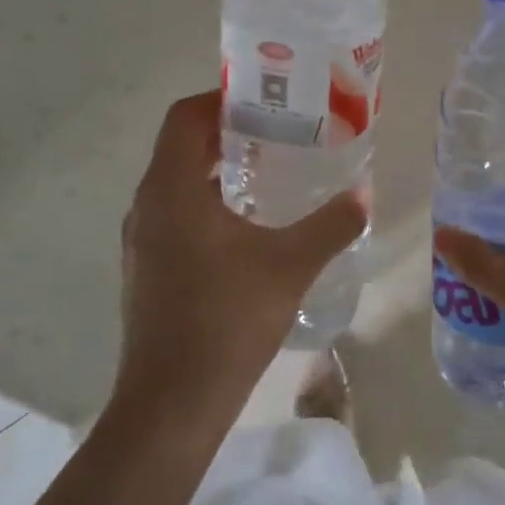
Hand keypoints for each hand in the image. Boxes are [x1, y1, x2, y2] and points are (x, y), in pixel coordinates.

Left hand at [114, 90, 367, 432]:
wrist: (172, 405)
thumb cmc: (227, 320)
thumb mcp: (290, 266)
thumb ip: (331, 226)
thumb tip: (363, 196)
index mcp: (171, 189)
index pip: (184, 116)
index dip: (220, 99)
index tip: (263, 101)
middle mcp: (147, 205)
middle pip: (181, 146)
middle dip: (226, 132)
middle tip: (277, 131)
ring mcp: (140, 240)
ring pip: (177, 182)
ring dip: (217, 169)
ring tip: (268, 173)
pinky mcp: (145, 268)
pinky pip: (174, 214)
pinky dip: (206, 203)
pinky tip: (246, 227)